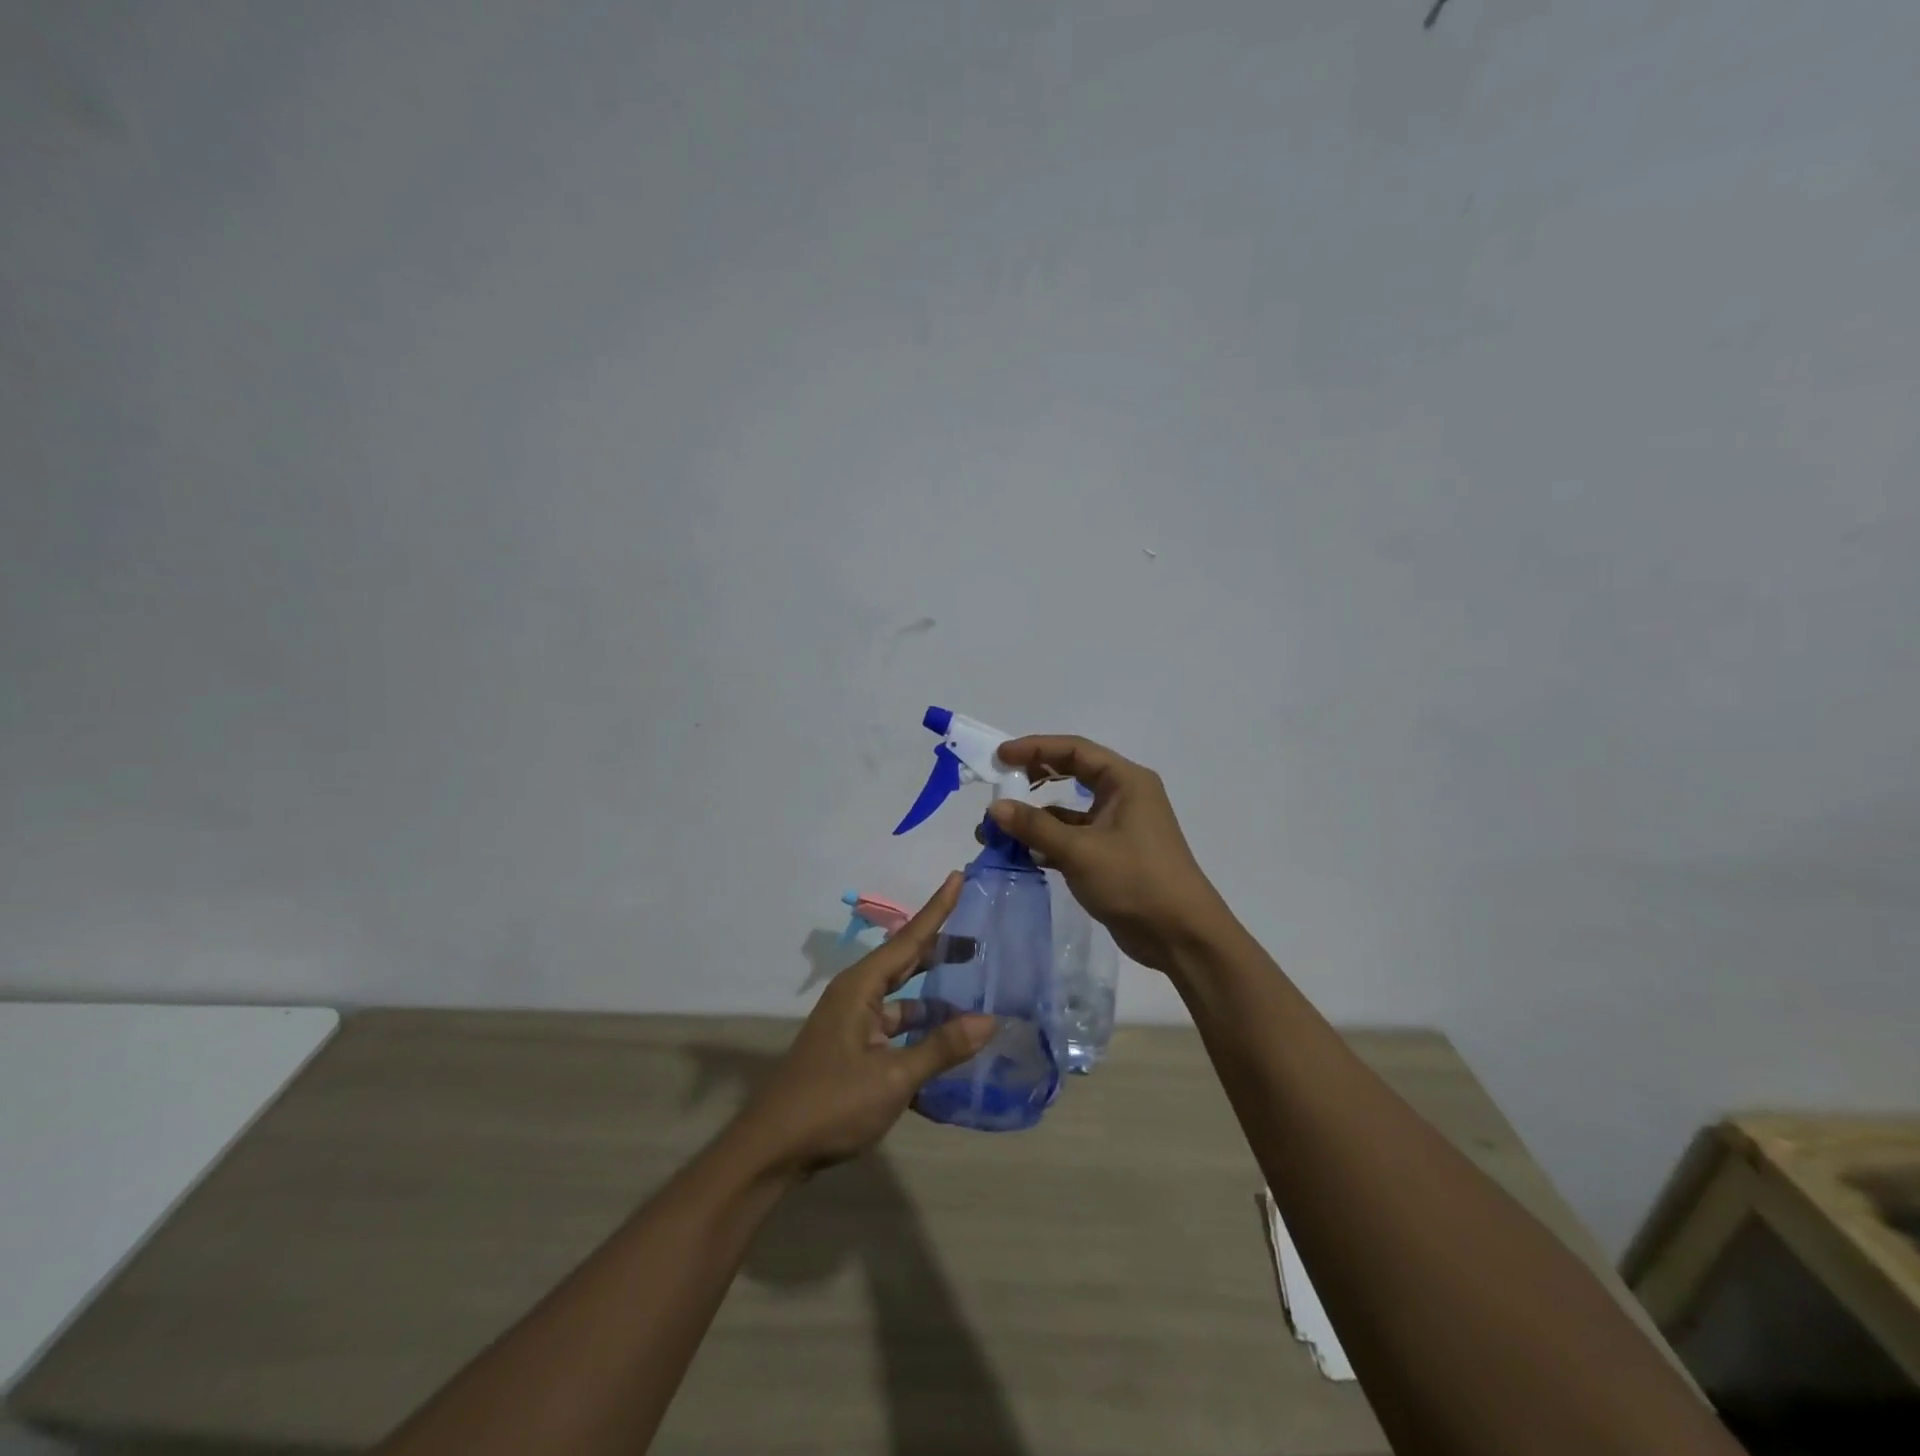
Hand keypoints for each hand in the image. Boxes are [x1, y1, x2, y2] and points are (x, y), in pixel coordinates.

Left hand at [734, 873, 995, 1174]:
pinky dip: (921, 1034)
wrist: (773, 1150)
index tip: (958, 877)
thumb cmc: (831, 1103)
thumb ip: (941, 1048)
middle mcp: (857, 996)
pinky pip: (896, 1030)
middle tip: (980, 940)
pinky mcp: (854, 1052)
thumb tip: (989, 1019)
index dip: (937, 909)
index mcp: (861, 987)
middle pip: (906, 963)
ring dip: (934, 1000)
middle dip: (941, 950)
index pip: (909, 938)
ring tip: (975, 996)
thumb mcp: (893, 1077)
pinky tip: (948, 1048)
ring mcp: (854, 1025)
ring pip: (903, 1001)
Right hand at [986, 735, 1229, 972]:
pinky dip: (1047, 841)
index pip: (1074, 750)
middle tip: (998, 783)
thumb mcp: (1081, 850)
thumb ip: (1036, 826)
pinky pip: (1072, 837)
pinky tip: (1019, 853)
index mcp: (1125, 781)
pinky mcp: (1111, 854)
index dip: (1035, 748)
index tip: (999, 757)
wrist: (1180, 935)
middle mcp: (1123, 796)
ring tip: (995, 829)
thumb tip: (995, 808)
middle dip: (1032, 778)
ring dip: (1035, 816)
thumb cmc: (1135, 880)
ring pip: (1068, 810)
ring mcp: (1118, 826)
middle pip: (1071, 773)